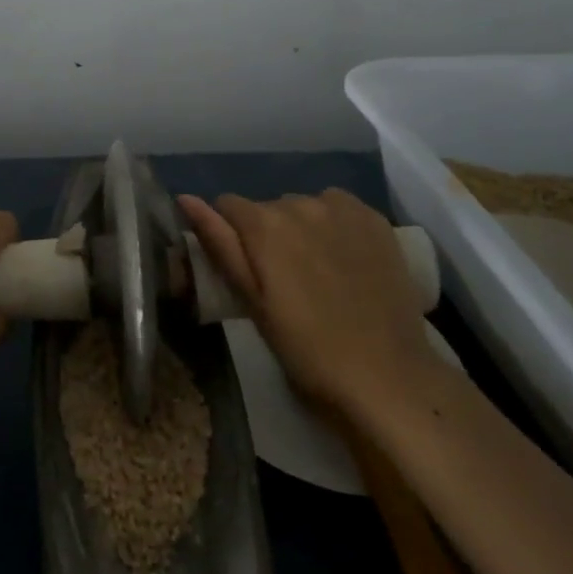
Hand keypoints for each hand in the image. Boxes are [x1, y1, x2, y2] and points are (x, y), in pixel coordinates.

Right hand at [179, 190, 434, 416]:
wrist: (386, 374)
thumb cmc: (306, 348)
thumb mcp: (252, 302)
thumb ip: (219, 244)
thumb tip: (186, 199)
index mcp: (263, 225)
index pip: (227, 205)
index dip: (230, 234)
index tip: (246, 267)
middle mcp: (299, 203)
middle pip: (268, 207)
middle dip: (268, 233)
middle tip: (283, 279)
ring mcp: (341, 208)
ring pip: (304, 206)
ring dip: (302, 228)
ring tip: (318, 271)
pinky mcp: (374, 219)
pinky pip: (338, 206)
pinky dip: (334, 224)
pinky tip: (345, 257)